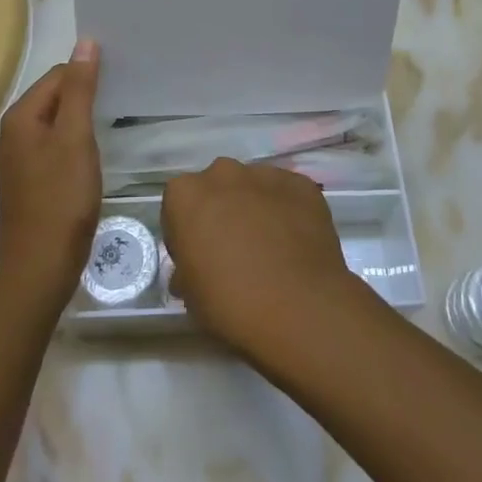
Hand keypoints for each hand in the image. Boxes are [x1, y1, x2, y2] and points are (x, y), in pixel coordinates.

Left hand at [0, 39, 101, 313]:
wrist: (40, 267)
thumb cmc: (61, 198)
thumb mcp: (75, 138)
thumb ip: (80, 89)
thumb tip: (85, 42)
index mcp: (21, 116)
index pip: (59, 75)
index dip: (89, 75)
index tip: (121, 82)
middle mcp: (14, 132)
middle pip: (56, 96)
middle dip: (86, 95)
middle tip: (123, 99)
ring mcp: (20, 158)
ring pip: (57, 122)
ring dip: (83, 119)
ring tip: (115, 121)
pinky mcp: (31, 180)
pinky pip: (56, 146)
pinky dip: (76, 143)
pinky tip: (96, 153)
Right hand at [162, 159, 369, 360]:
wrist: (299, 308)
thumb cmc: (231, 303)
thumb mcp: (190, 294)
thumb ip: (186, 269)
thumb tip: (192, 270)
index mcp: (186, 194)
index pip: (179, 205)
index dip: (187, 231)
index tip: (198, 257)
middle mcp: (223, 173)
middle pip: (217, 187)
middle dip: (222, 210)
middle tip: (234, 249)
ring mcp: (265, 174)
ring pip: (253, 187)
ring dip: (255, 207)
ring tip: (270, 246)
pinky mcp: (301, 184)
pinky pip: (287, 194)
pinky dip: (287, 211)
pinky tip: (295, 243)